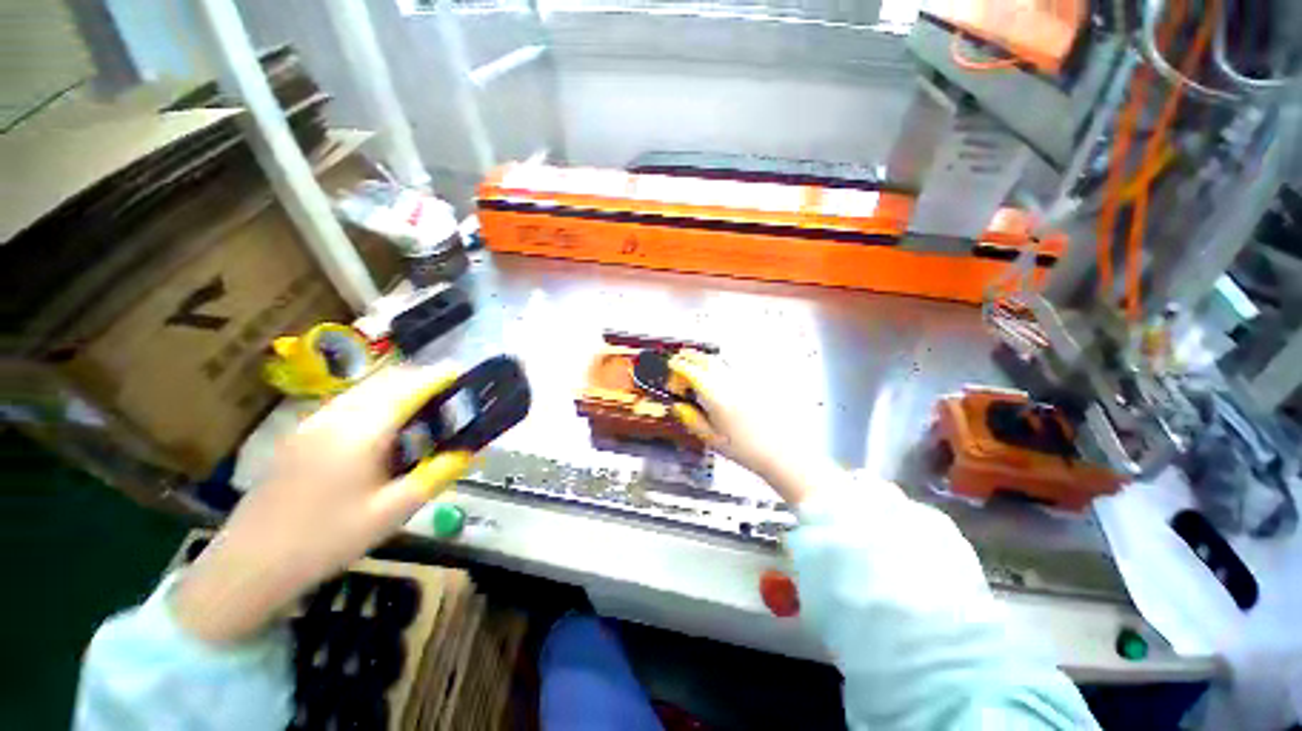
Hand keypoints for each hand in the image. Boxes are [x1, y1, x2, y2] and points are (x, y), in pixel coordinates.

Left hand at [174, 365, 472, 644]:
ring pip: (365, 388)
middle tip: (450, 394)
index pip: (406, 387)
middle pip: (385, 379)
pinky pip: (349, 401)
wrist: (248, 565)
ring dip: (399, 387)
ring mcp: (313, 422)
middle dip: (421, 377)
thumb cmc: (325, 541)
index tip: (464, 374)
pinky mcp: (301, 433)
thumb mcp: (390, 514)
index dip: (438, 376)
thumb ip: (434, 476)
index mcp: (359, 433)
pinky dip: (377, 399)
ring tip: (424, 408)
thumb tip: (469, 451)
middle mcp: (335, 416)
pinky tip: (385, 428)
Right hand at [666, 349, 786, 478]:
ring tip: (697, 371)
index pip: (692, 372)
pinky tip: (718, 379)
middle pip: (707, 359)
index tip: (672, 367)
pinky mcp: (756, 384)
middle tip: (680, 362)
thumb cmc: (748, 450)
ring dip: (705, 361)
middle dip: (690, 357)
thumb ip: (692, 419)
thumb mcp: (712, 439)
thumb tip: (679, 407)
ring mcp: (745, 381)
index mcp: (717, 397)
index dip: (678, 367)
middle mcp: (732, 384)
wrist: (782, 453)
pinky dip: (720, 368)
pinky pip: (732, 368)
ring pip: (720, 361)